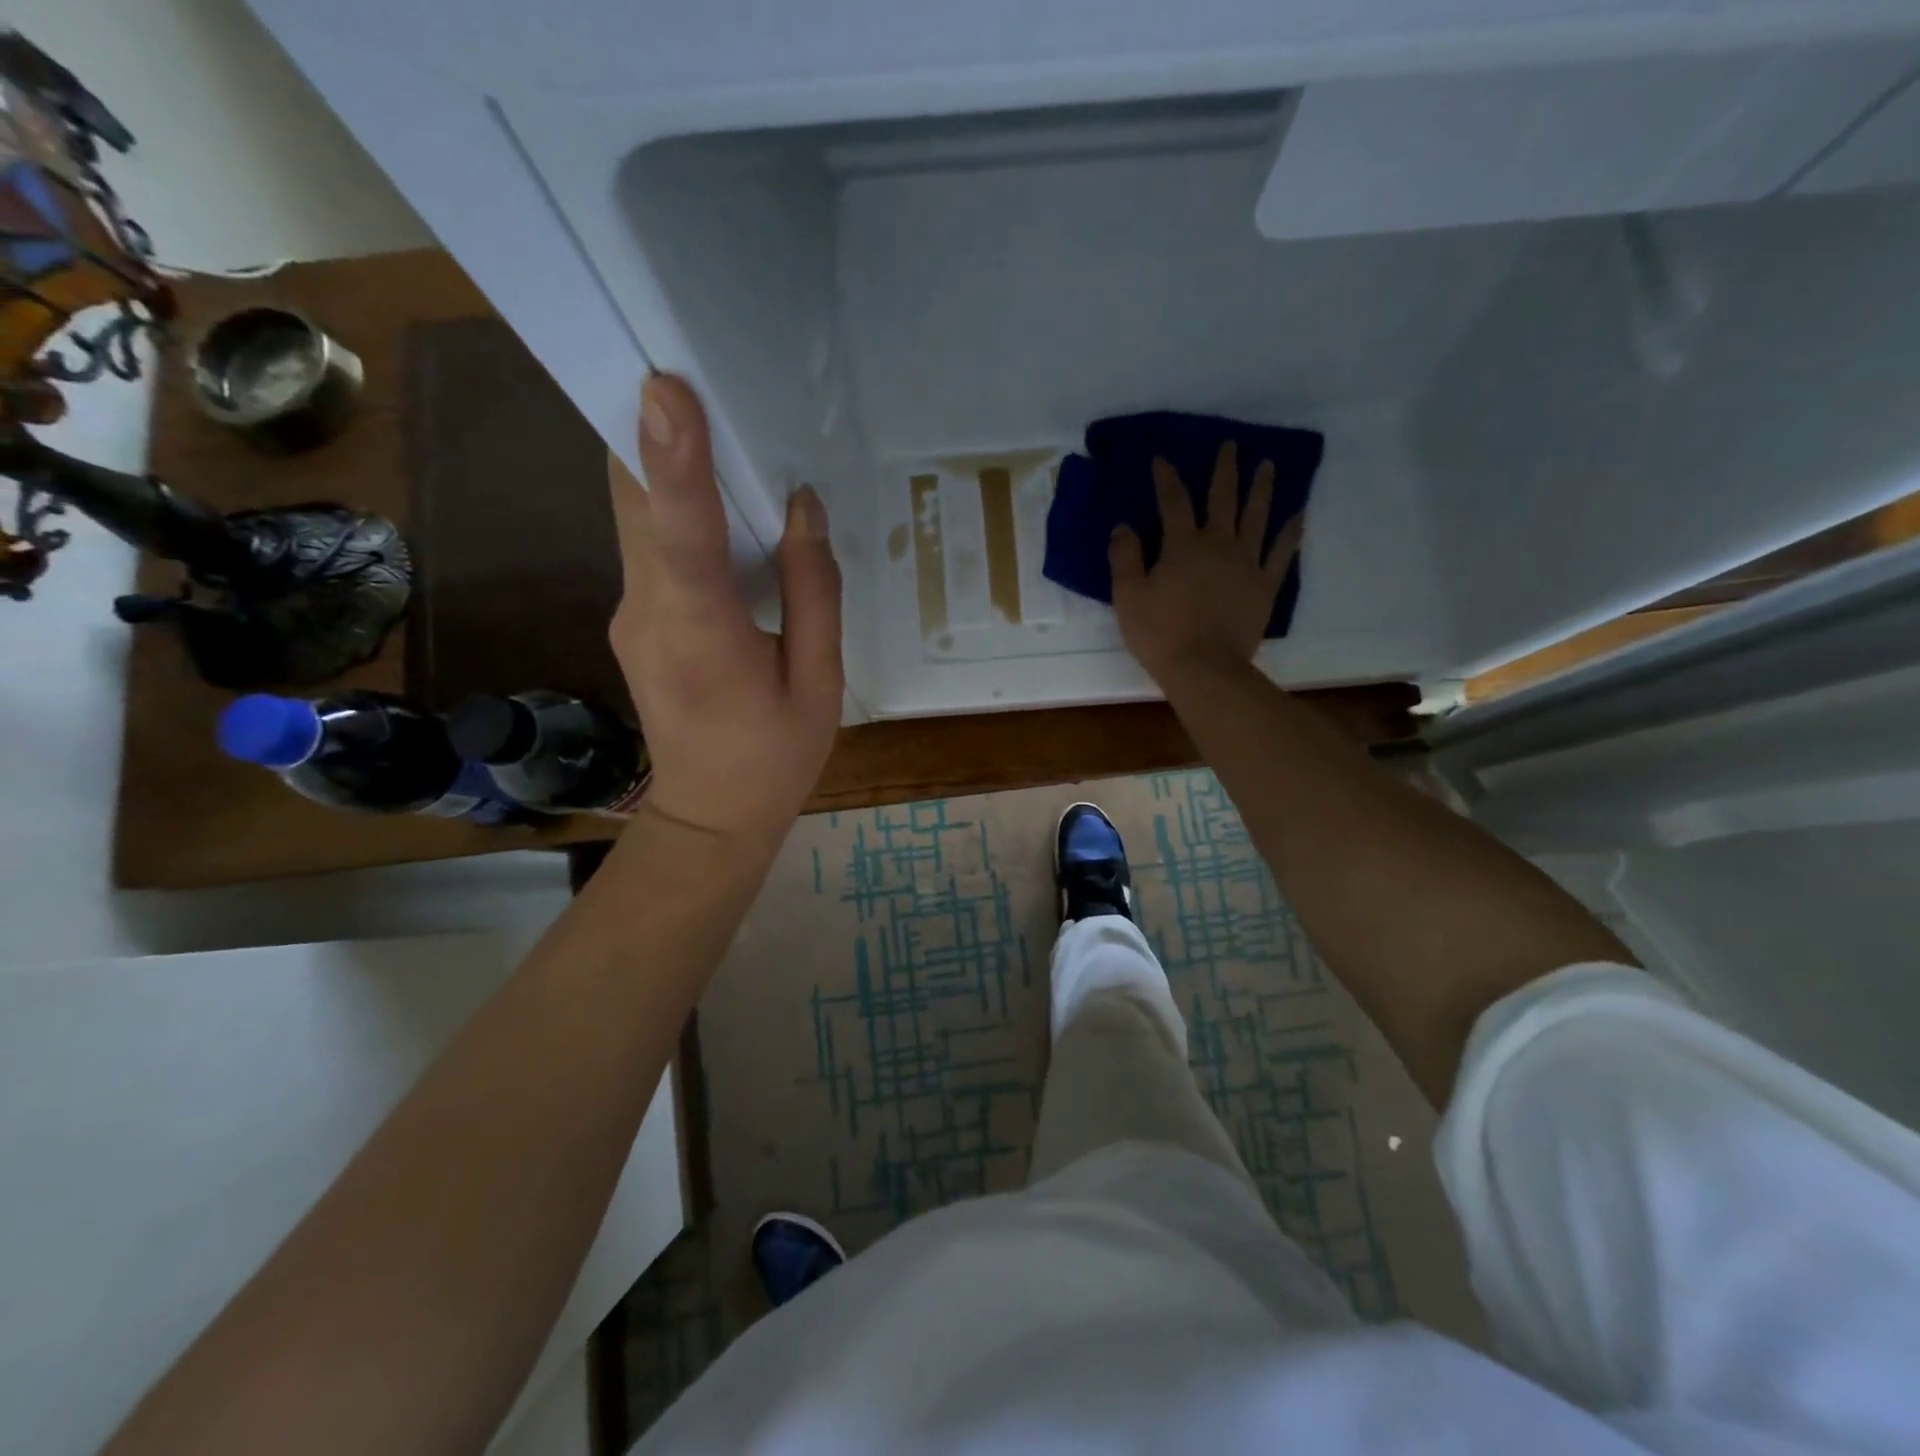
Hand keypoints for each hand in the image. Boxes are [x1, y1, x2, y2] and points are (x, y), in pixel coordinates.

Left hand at [608, 374, 842, 841]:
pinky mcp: (633, 619)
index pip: (683, 537)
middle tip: (687, 368)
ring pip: (633, 517)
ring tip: (703, 413)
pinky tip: (711, 494)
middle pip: (635, 503)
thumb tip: (802, 509)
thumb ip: (813, 593)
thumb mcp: (820, 684)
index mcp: (704, 636)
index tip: (664, 387)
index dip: (676, 461)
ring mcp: (630, 615)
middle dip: (650, 430)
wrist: (709, 817)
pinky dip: (670, 504)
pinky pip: (647, 545)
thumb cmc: (776, 758)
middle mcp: (648, 613)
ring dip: (656, 461)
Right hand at [1109, 440, 1302, 685]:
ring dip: (1262, 488)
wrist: (1205, 668)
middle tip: (1231, 445)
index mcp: (1182, 545)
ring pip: (1257, 516)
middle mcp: (1219, 544)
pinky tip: (1299, 515)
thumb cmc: (1160, 633)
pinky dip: (1291, 532)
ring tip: (1268, 465)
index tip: (1162, 459)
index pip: (1173, 501)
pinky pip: (1282, 552)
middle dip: (1225, 469)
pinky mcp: (1265, 586)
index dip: (1166, 478)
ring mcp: (1247, 563)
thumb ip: (1125, 558)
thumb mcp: (1128, 596)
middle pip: (1223, 498)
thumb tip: (1123, 526)